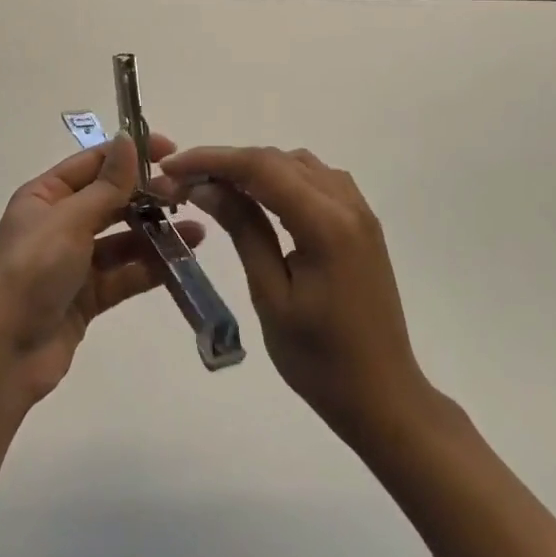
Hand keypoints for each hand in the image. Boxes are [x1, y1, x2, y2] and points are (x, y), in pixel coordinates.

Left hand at [0, 134, 204, 407]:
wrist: (3, 355)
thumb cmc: (31, 272)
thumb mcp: (69, 220)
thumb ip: (106, 185)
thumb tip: (127, 139)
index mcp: (45, 196)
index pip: (93, 163)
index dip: (130, 153)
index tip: (171, 150)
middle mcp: (59, 222)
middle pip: (111, 199)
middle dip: (148, 195)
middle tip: (187, 194)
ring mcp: (74, 261)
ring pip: (122, 238)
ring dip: (156, 232)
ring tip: (197, 229)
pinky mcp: (88, 296)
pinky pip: (125, 273)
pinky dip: (151, 266)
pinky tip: (183, 259)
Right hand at [161, 146, 428, 449]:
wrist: (384, 397)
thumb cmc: (320, 360)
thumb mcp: (270, 295)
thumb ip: (243, 230)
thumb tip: (205, 186)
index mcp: (325, 223)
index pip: (260, 167)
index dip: (211, 159)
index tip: (171, 167)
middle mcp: (346, 203)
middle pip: (277, 159)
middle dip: (227, 162)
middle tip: (182, 182)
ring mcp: (359, 210)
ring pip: (298, 164)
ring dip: (255, 167)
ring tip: (215, 188)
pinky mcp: (361, 223)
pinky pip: (317, 180)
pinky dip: (282, 178)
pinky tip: (260, 199)